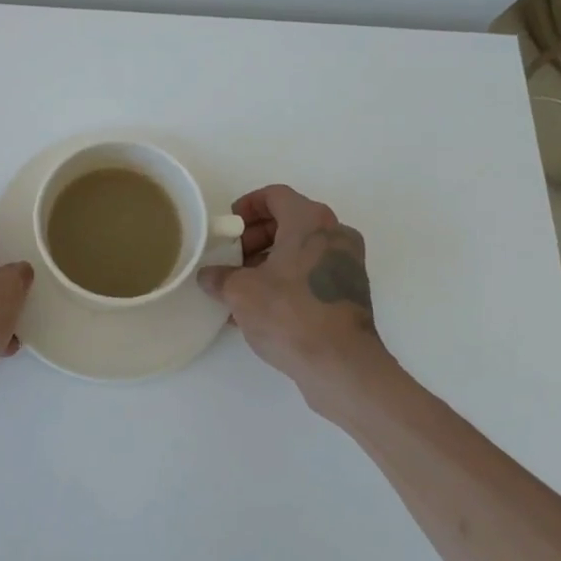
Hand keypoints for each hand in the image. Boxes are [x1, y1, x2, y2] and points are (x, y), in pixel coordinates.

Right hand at [198, 185, 389, 412]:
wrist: (341, 365)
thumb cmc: (289, 313)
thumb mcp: (240, 292)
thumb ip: (220, 277)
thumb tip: (208, 276)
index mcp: (310, 221)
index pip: (275, 195)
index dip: (247, 206)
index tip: (229, 227)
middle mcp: (335, 234)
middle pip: (289, 221)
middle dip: (255, 238)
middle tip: (231, 259)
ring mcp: (348, 264)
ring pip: (301, 249)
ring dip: (269, 261)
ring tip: (241, 288)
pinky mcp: (351, 292)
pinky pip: (312, 273)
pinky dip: (288, 279)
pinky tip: (263, 308)